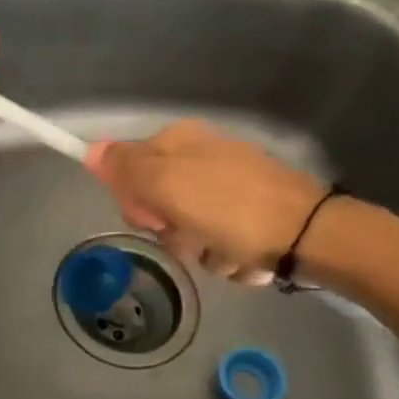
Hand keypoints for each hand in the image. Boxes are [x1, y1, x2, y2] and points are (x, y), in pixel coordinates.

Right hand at [87, 121, 327, 284]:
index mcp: (178, 141)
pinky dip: (227, 255)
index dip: (131, 198)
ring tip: (224, 250)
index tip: (148, 216)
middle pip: (156, 202)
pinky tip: (245, 256)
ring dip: (199, 248)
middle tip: (186, 234)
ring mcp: (228, 187)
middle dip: (168, 227)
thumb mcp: (167, 184)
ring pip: (187, 228)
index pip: (127, 168)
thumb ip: (126, 167)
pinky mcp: (251, 216)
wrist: (308, 235)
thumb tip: (91, 150)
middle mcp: (201, 157)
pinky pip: (219, 242)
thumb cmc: (230, 207)